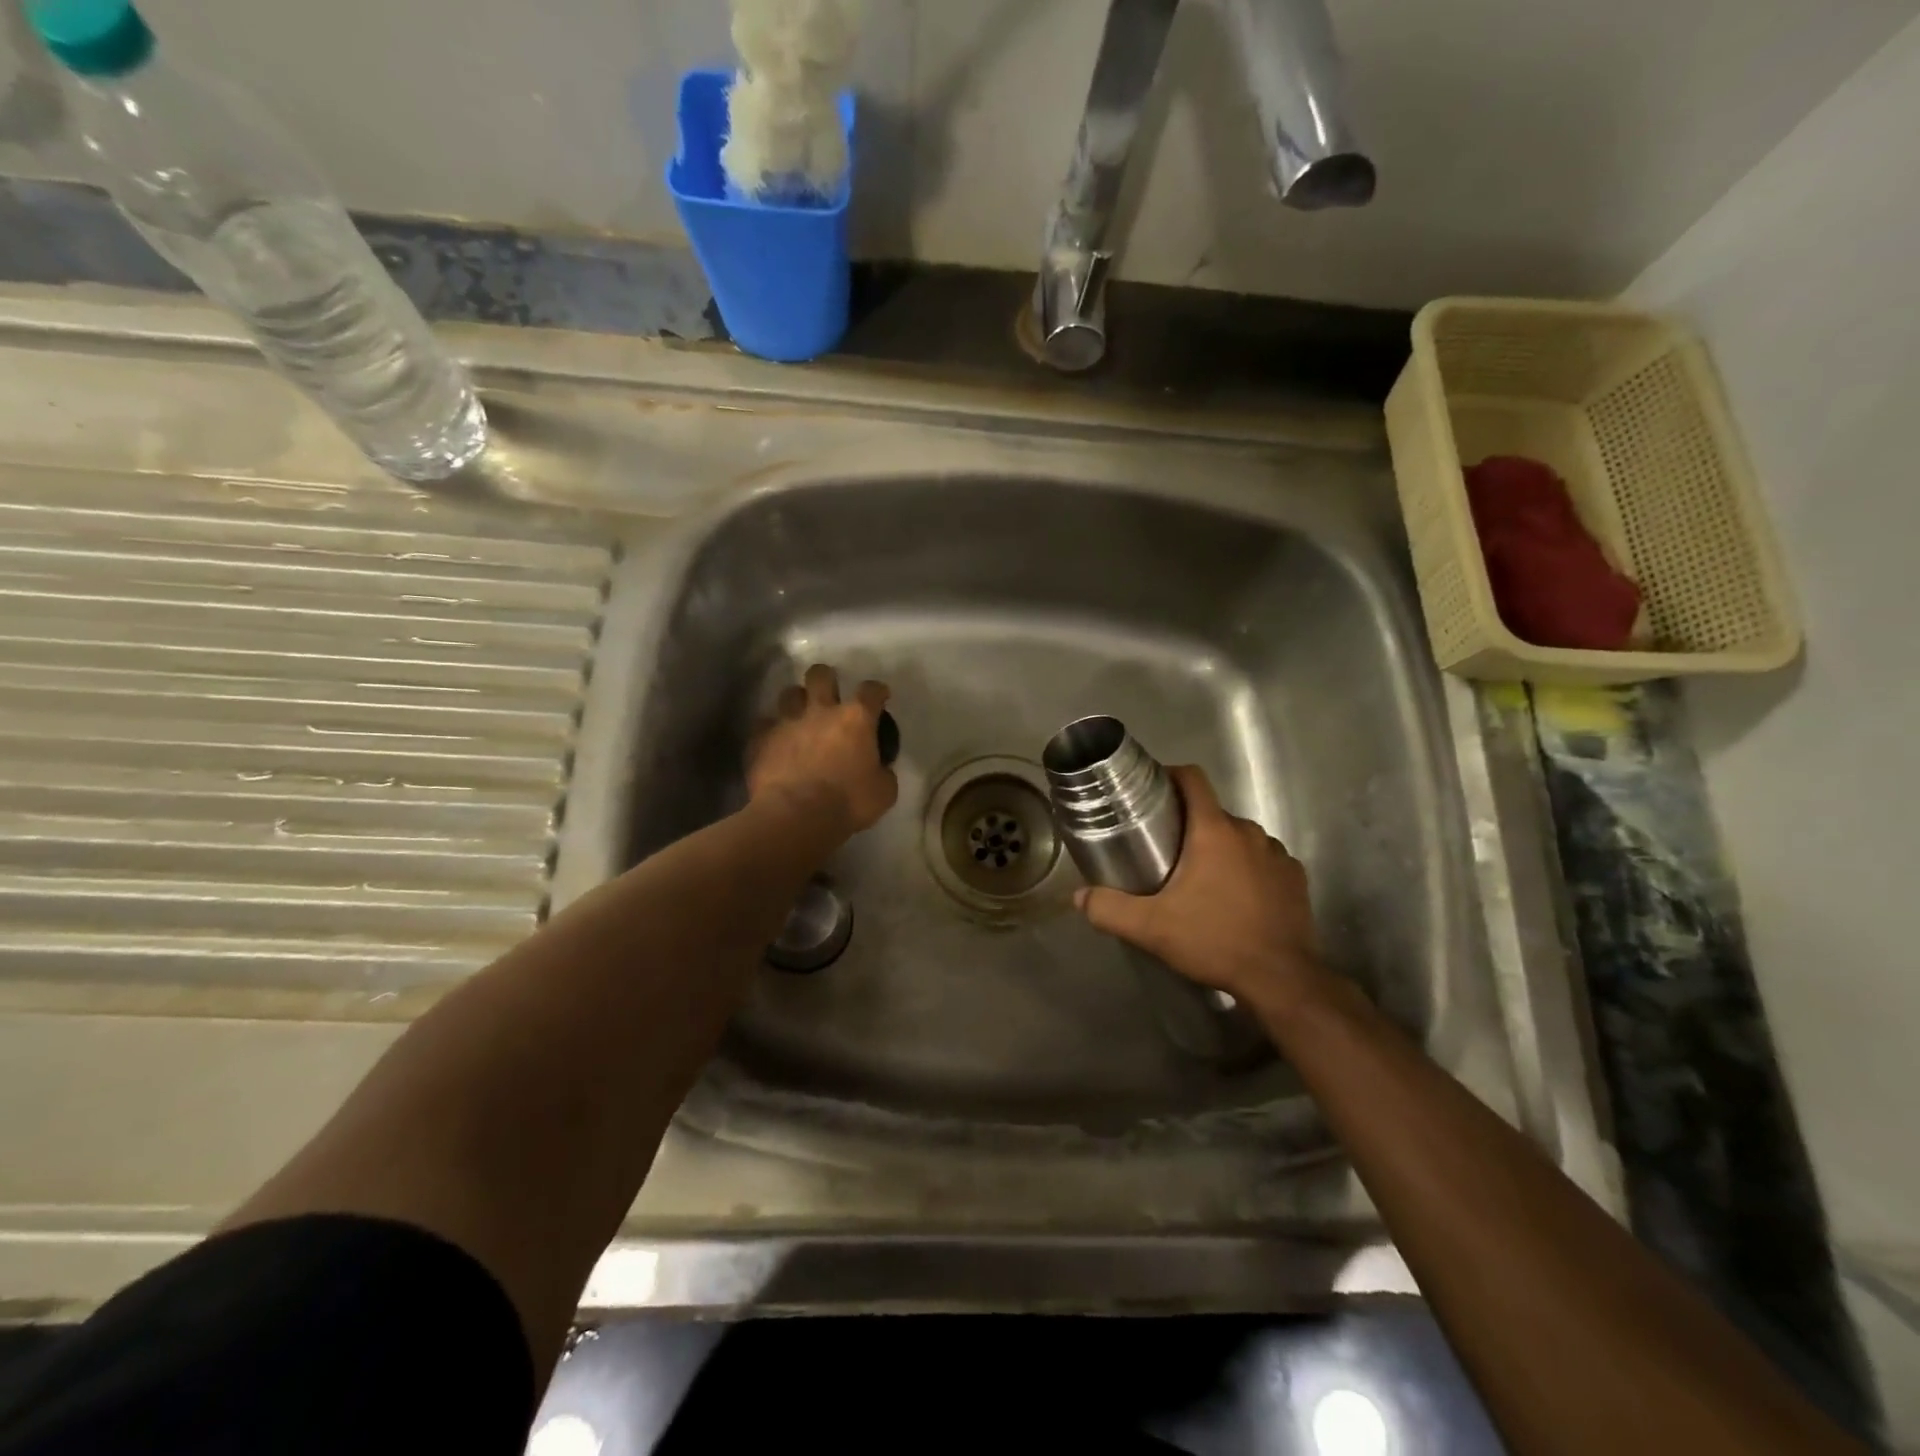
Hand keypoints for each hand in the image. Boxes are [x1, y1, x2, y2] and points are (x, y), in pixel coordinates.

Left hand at [747, 664, 897, 836]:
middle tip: (829, 694)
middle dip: (826, 679)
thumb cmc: (848, 803)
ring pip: (789, 693)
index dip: (877, 691)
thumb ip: (883, 773)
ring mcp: (787, 722)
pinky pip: (763, 724)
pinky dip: (770, 731)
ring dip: (796, 702)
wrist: (796, 816)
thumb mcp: (884, 792)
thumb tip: (880, 769)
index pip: (871, 691)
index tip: (880, 696)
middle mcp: (820, 711)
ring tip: (799, 717)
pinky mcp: (760, 739)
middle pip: (820, 675)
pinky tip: (774, 743)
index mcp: (855, 719)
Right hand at [1074, 765, 1330, 1018]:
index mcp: (1214, 831)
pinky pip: (1264, 860)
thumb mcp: (1151, 928)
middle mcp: (1249, 833)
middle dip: (1189, 824)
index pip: (1193, 780)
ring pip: (1240, 837)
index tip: (1153, 789)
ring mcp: (1277, 854)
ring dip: (1220, 848)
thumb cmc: (1214, 940)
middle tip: (1165, 849)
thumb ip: (1110, 909)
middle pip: (1213, 812)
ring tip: (1201, 877)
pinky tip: (1236, 896)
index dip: (1171, 775)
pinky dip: (1248, 869)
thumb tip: (1079, 897)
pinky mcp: (1295, 878)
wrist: (1281, 979)